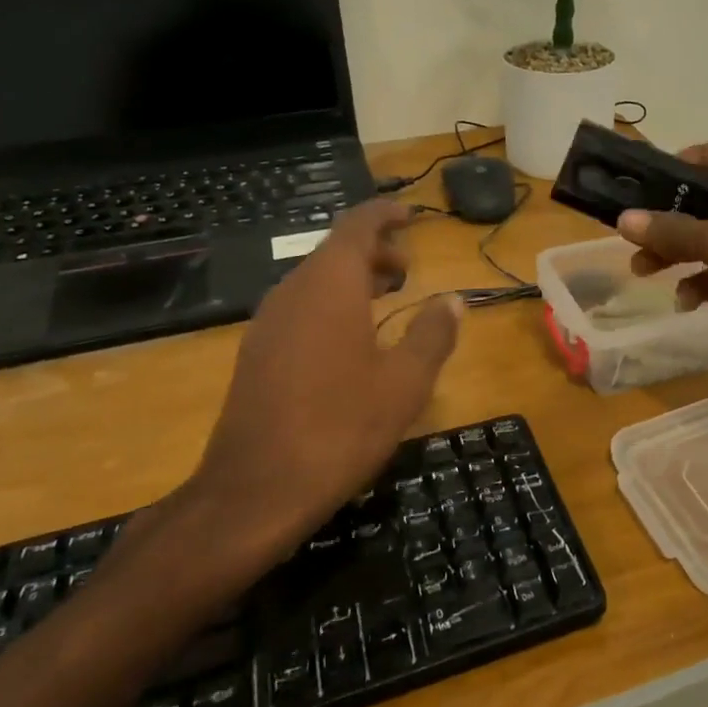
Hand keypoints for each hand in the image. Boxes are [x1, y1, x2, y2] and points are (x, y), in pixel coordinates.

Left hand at [159, 202, 461, 587]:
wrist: (254, 492)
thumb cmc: (340, 428)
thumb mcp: (404, 383)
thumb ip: (432, 334)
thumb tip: (453, 301)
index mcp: (330, 286)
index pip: (356, 226)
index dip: (384, 214)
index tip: (410, 216)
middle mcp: (293, 291)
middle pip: (334, 250)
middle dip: (373, 250)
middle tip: (408, 269)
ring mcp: (268, 321)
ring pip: (315, 279)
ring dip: (352, 278)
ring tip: (387, 298)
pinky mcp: (256, 352)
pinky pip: (300, 306)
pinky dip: (331, 303)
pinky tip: (351, 338)